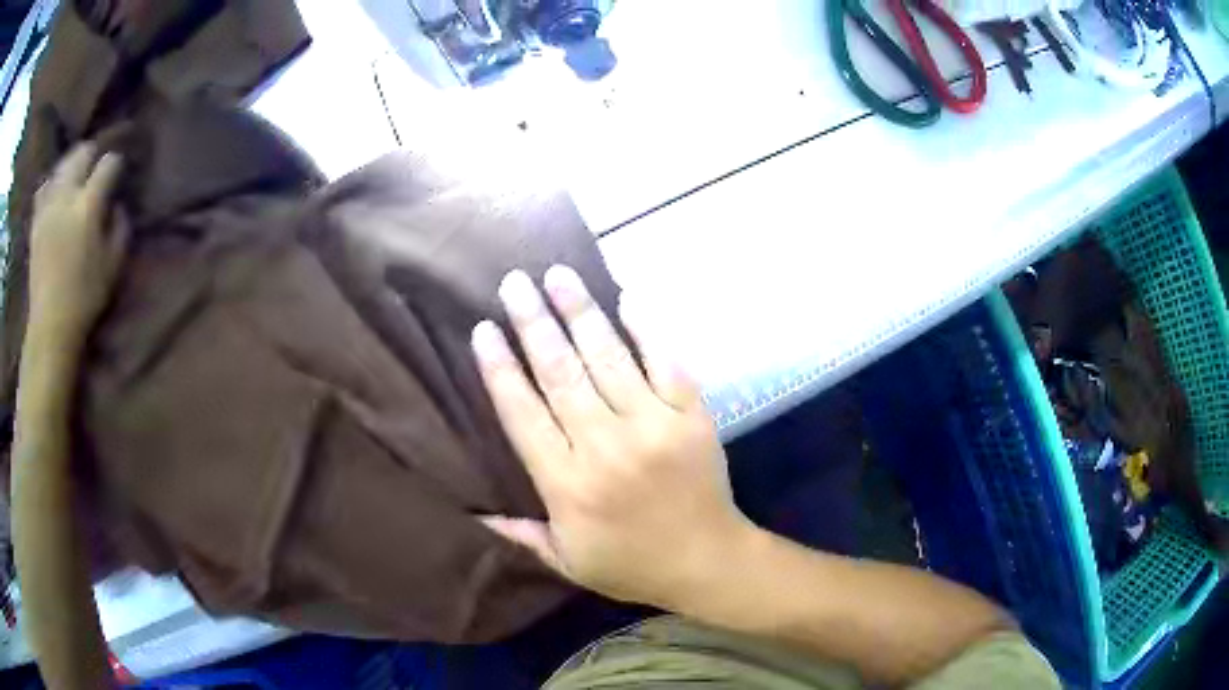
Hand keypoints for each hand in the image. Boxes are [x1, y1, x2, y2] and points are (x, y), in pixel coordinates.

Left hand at [27, 143, 127, 353]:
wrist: (50, 327)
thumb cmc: (84, 298)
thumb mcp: (112, 266)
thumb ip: (120, 228)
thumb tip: (117, 206)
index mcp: (88, 205)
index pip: (108, 163)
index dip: (116, 164)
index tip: (117, 174)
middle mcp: (67, 195)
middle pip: (82, 153)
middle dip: (92, 155)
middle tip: (95, 167)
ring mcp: (48, 207)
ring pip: (62, 165)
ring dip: (71, 165)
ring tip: (75, 176)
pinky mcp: (36, 222)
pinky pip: (43, 188)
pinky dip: (50, 185)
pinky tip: (54, 192)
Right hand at [472, 266, 754, 610]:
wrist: (708, 563)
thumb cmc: (632, 564)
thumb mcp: (567, 561)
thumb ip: (519, 533)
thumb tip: (470, 511)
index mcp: (567, 484)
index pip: (522, 413)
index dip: (499, 367)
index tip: (483, 329)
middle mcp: (605, 446)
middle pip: (560, 373)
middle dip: (533, 323)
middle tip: (514, 282)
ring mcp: (653, 426)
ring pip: (607, 358)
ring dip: (579, 312)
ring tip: (558, 275)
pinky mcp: (691, 416)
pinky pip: (666, 363)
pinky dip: (646, 329)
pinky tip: (626, 298)